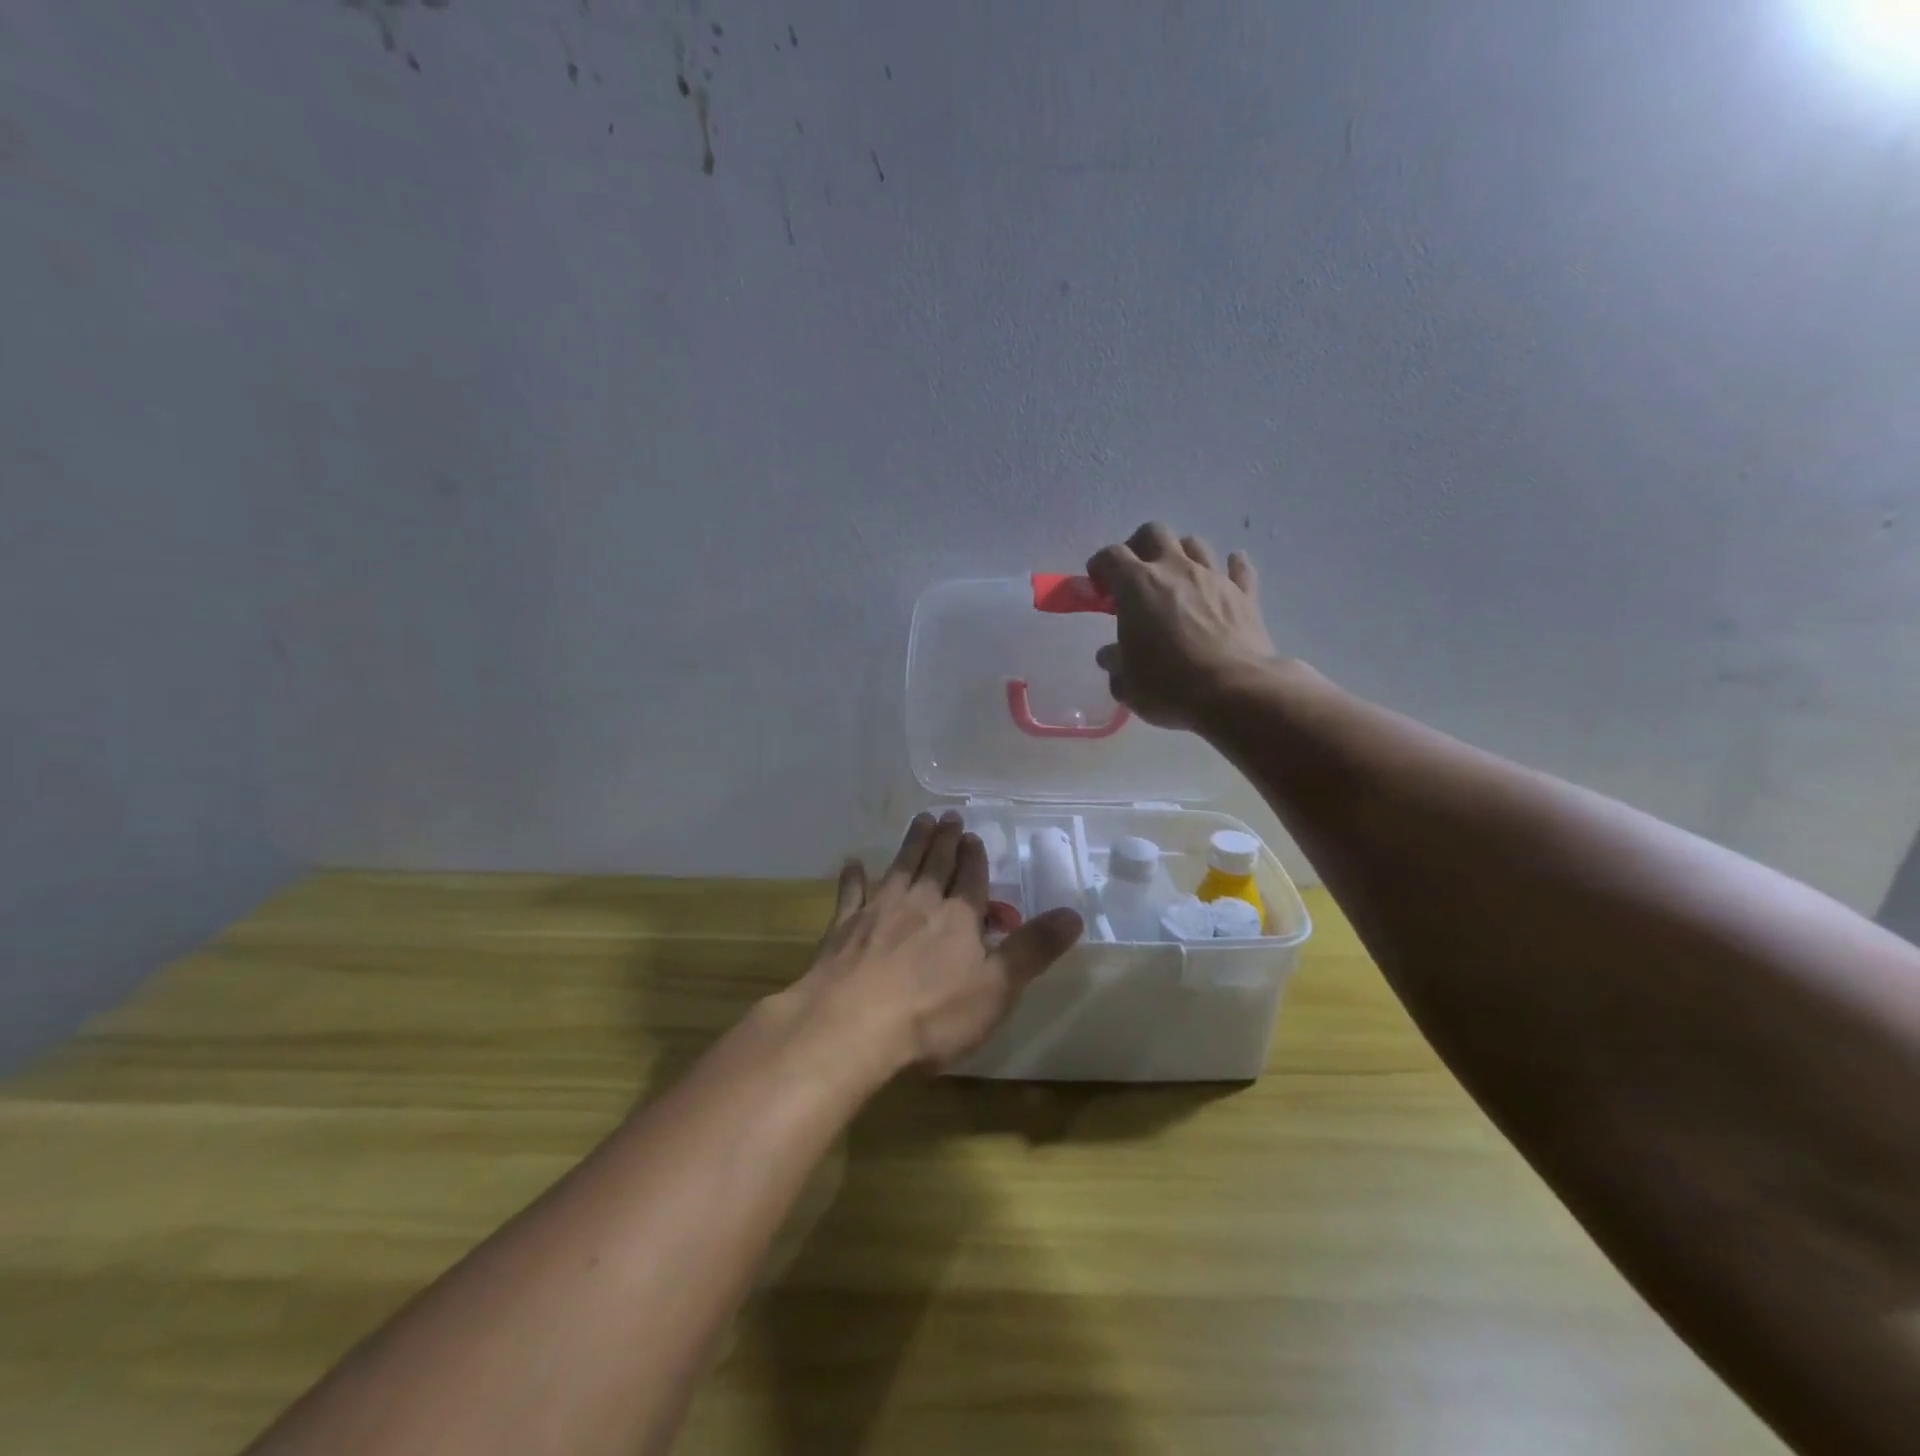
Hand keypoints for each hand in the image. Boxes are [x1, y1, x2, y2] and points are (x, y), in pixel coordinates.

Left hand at [790, 813, 1083, 1075]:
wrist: (850, 1027)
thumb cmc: (932, 1015)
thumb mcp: (997, 989)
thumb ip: (1033, 949)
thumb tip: (1073, 913)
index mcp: (958, 918)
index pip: (971, 879)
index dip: (974, 858)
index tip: (973, 835)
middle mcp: (919, 903)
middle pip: (935, 864)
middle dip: (945, 840)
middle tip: (948, 815)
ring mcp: (878, 911)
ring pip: (899, 868)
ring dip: (911, 844)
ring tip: (919, 821)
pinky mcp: (843, 928)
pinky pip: (851, 894)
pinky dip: (853, 877)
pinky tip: (853, 863)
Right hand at [1088, 522, 1280, 729]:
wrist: (1235, 692)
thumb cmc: (1169, 685)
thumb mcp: (1126, 683)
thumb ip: (1115, 663)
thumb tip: (1111, 655)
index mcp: (1137, 585)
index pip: (1110, 556)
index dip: (1100, 567)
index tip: (1098, 588)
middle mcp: (1175, 569)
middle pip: (1154, 533)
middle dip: (1139, 546)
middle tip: (1135, 574)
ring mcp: (1213, 578)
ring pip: (1195, 544)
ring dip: (1181, 554)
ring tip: (1176, 578)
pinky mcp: (1245, 594)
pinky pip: (1239, 569)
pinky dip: (1231, 567)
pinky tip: (1228, 573)